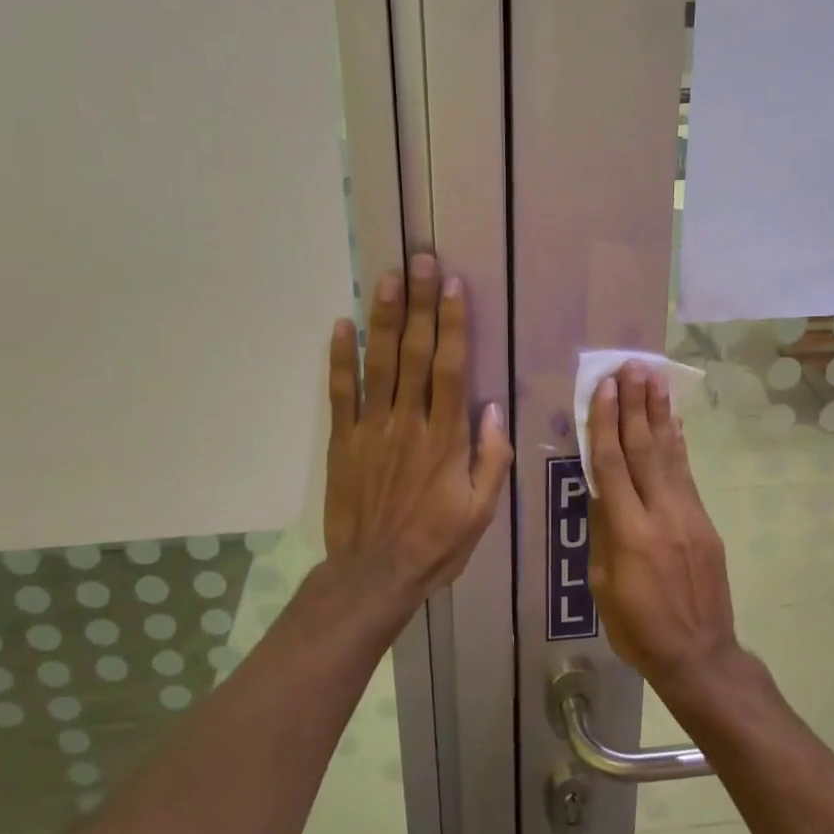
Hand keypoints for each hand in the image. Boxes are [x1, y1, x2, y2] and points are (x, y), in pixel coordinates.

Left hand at [324, 254, 512, 612]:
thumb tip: (493, 409)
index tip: (452, 285)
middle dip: (419, 304)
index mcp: (445, 438)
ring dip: (383, 318)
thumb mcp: (481, 511)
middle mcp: (409, 422)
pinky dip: (339, 359)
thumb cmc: (436, 543)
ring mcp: (371, 429)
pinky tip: (341, 324)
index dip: (453, 324)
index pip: (451, 369)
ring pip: (378, 364)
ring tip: (387, 277)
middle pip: (414, 353)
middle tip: (420, 259)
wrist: (374, 574)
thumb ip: (491, 459)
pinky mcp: (343, 441)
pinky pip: (340, 393)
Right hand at [586, 363, 737, 691]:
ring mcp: (689, 517)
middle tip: (631, 367)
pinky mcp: (706, 524)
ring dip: (659, 415)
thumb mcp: (602, 586)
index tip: (605, 389)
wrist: (699, 656)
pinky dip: (678, 445)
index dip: (607, 424)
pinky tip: (673, 423)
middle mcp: (662, 515)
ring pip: (669, 455)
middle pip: (644, 449)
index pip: (613, 465)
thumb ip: (603, 534)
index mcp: (630, 533)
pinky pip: (686, 476)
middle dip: (636, 405)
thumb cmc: (638, 628)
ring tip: (653, 379)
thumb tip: (601, 493)